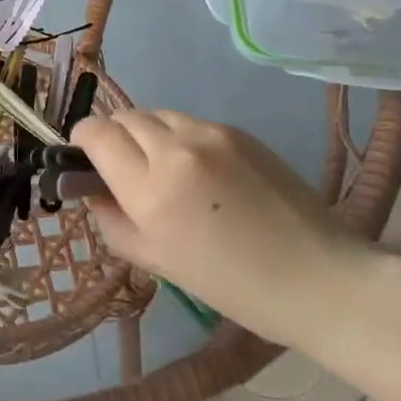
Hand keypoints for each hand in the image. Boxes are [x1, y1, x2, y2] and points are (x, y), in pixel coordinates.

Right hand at [73, 110, 373, 350]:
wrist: (318, 277)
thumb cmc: (233, 285)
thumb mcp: (158, 263)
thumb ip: (112, 220)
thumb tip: (91, 190)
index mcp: (151, 189)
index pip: (96, 134)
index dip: (82, 139)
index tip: (84, 156)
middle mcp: (176, 149)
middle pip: (123, 117)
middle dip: (113, 136)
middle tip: (123, 167)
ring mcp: (211, 134)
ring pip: (156, 114)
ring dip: (147, 133)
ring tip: (164, 168)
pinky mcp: (238, 131)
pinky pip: (190, 122)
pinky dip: (180, 137)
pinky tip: (201, 171)